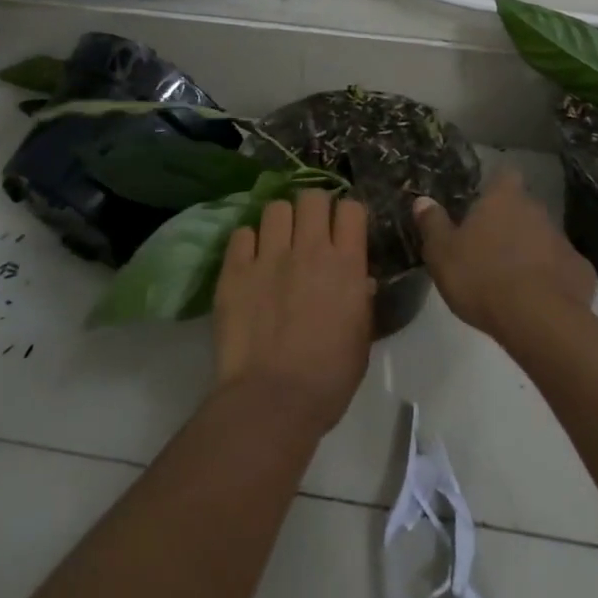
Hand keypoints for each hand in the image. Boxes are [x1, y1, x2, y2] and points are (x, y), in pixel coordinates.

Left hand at [213, 188, 374, 436]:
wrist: (273, 400)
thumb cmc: (328, 378)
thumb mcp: (362, 338)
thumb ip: (362, 299)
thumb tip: (359, 278)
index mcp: (346, 264)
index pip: (351, 209)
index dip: (347, 215)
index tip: (343, 229)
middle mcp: (310, 249)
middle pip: (312, 198)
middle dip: (313, 208)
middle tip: (310, 230)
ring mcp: (269, 256)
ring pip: (275, 207)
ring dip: (280, 221)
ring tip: (277, 242)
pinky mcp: (235, 269)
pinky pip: (241, 234)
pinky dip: (248, 242)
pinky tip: (250, 260)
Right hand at [414, 168, 595, 339]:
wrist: (538, 320)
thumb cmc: (481, 278)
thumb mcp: (442, 253)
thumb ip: (432, 224)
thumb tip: (423, 200)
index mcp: (504, 199)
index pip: (505, 175)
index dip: (496, 186)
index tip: (484, 202)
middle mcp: (538, 210)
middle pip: (524, 208)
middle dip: (511, 223)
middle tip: (490, 248)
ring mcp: (564, 241)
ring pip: (544, 238)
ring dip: (531, 251)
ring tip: (512, 279)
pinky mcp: (582, 272)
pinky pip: (563, 269)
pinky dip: (553, 279)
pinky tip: (540, 300)